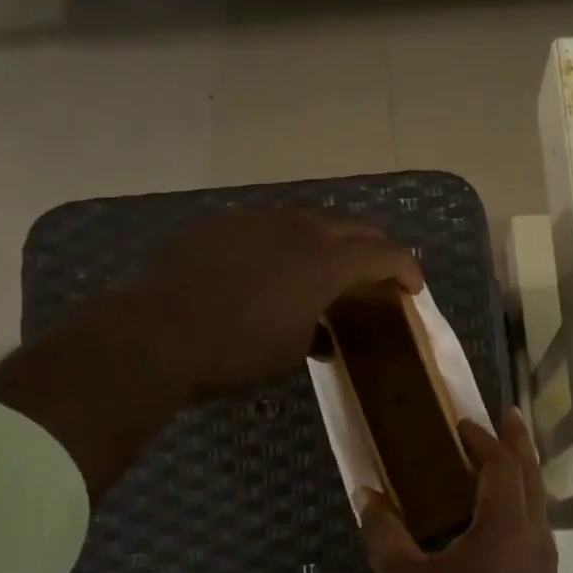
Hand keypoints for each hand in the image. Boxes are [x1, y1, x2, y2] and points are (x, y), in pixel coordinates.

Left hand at [141, 210, 422, 398]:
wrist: (158, 332)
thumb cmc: (237, 351)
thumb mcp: (290, 352)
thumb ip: (317, 333)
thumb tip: (322, 335)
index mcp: (326, 262)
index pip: (384, 254)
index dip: (406, 268)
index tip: (414, 286)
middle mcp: (298, 229)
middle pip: (352, 227)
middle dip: (373, 248)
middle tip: (377, 272)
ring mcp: (257, 220)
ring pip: (308, 222)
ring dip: (327, 243)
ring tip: (323, 269)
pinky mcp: (223, 224)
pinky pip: (267, 228)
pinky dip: (283, 245)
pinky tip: (270, 269)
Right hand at [360, 410, 557, 572]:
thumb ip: (384, 531)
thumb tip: (366, 492)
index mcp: (504, 530)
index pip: (503, 467)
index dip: (484, 440)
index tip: (463, 423)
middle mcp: (535, 541)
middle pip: (532, 479)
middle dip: (520, 445)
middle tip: (509, 417)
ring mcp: (545, 569)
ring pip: (540, 507)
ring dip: (523, 477)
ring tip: (502, 461)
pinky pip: (536, 533)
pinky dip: (521, 509)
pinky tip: (499, 519)